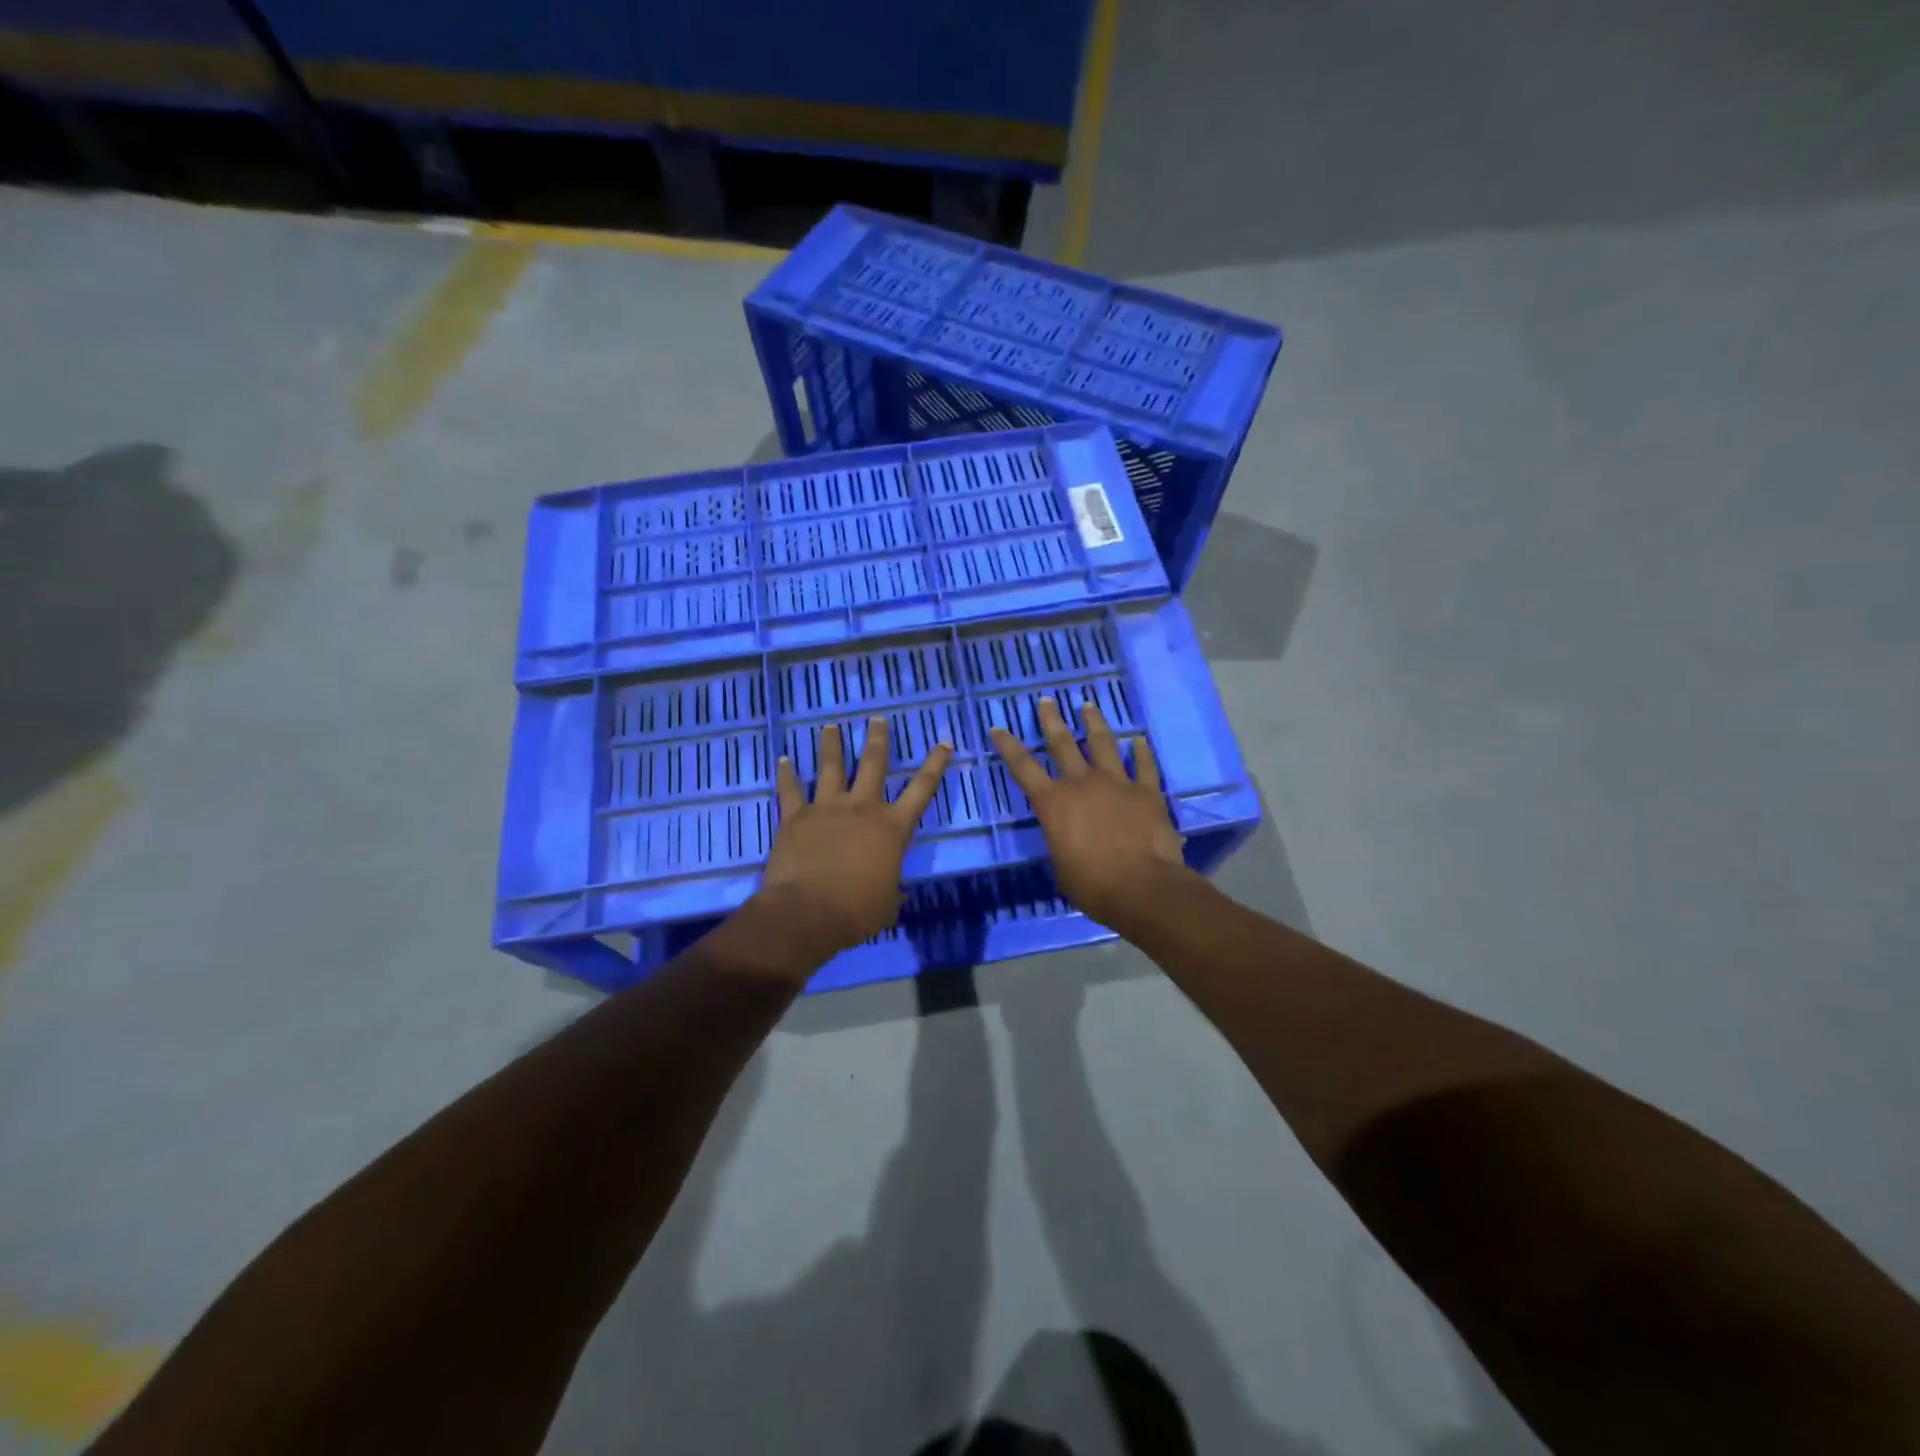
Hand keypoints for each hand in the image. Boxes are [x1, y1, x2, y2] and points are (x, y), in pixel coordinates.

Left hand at [757, 718, 953, 958]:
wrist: (807, 912)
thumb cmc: (855, 912)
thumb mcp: (887, 904)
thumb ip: (892, 889)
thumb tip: (894, 890)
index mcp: (892, 828)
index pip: (921, 789)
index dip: (935, 765)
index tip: (943, 743)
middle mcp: (862, 808)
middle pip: (874, 764)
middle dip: (878, 739)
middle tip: (877, 720)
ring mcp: (827, 808)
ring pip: (832, 767)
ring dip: (832, 745)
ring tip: (831, 727)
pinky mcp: (796, 816)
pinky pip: (790, 790)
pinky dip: (786, 774)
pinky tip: (783, 759)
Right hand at [990, 697, 1189, 932]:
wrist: (1141, 886)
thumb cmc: (1092, 884)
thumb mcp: (1061, 865)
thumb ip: (1061, 842)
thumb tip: (1067, 839)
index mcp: (1053, 803)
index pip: (1023, 768)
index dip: (1008, 747)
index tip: (998, 728)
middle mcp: (1082, 784)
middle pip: (1063, 744)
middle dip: (1052, 721)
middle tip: (1046, 700)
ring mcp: (1116, 783)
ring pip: (1103, 744)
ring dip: (1094, 723)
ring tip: (1088, 706)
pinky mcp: (1146, 792)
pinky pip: (1144, 766)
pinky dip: (1142, 752)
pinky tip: (1140, 740)